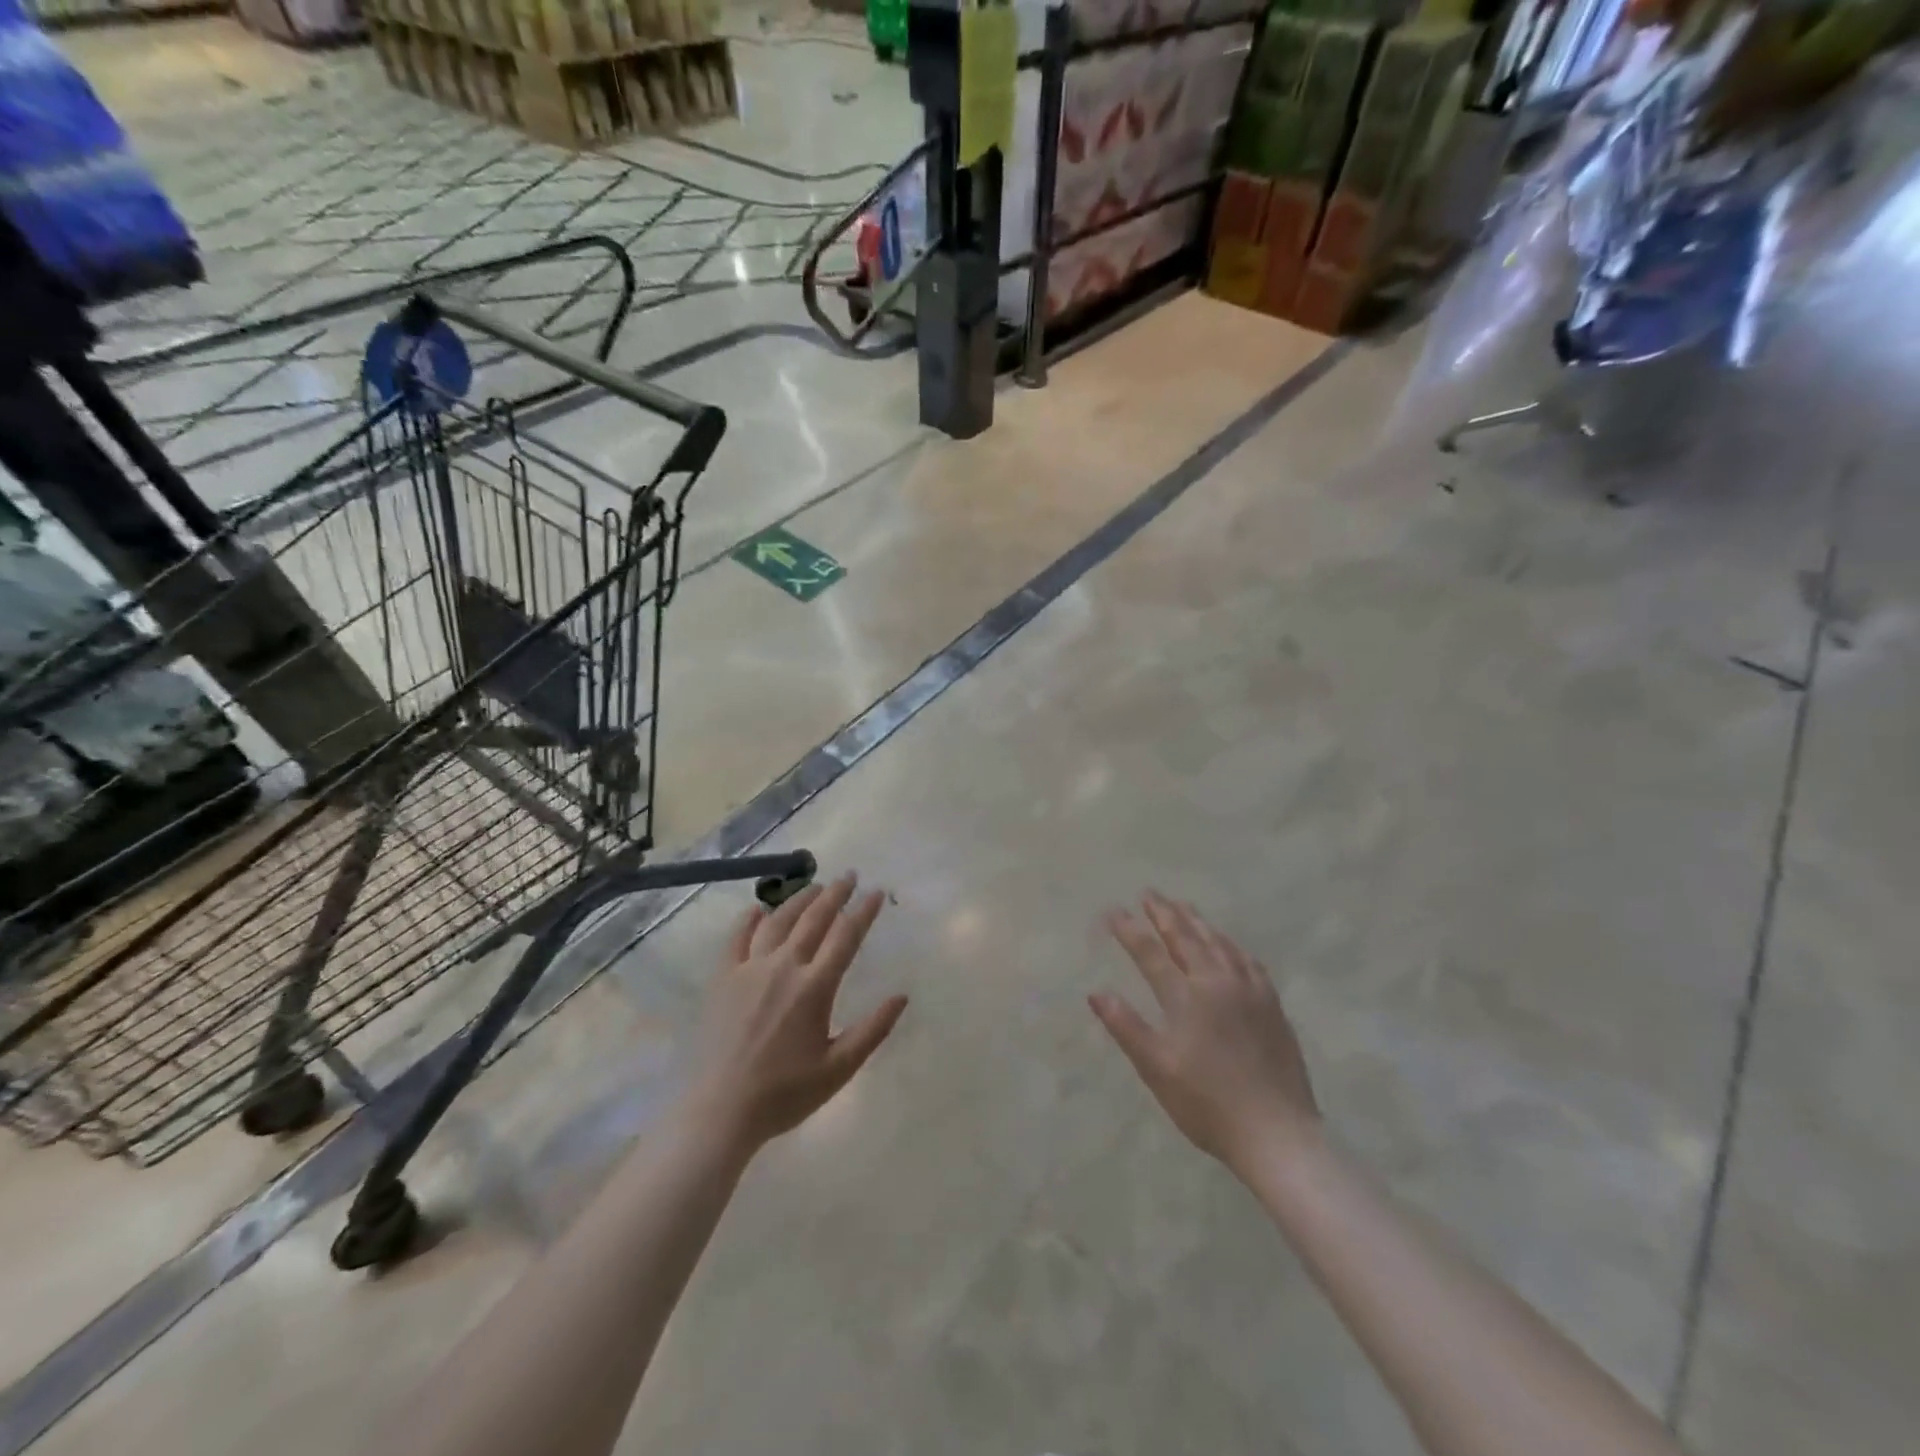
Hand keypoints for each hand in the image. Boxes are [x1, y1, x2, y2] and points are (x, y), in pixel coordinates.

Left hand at [685, 874, 906, 1154]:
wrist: (721, 1110)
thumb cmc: (785, 1093)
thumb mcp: (839, 1068)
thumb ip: (872, 1030)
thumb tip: (902, 996)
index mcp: (814, 987)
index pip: (846, 936)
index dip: (864, 911)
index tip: (877, 892)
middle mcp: (784, 967)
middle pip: (814, 918)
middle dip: (835, 893)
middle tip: (849, 876)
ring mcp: (749, 969)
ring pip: (778, 921)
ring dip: (799, 899)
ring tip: (814, 886)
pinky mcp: (723, 978)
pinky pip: (737, 938)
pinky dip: (749, 919)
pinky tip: (758, 909)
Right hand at [1091, 893, 1319, 1175]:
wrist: (1277, 1133)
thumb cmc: (1207, 1104)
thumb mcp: (1157, 1069)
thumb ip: (1127, 1027)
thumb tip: (1096, 992)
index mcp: (1187, 998)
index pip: (1151, 953)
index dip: (1129, 930)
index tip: (1113, 911)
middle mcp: (1218, 983)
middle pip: (1187, 938)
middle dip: (1165, 913)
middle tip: (1149, 893)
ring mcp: (1250, 991)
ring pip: (1219, 943)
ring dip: (1197, 921)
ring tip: (1183, 905)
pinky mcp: (1272, 1005)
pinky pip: (1247, 960)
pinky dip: (1230, 944)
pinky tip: (1228, 944)